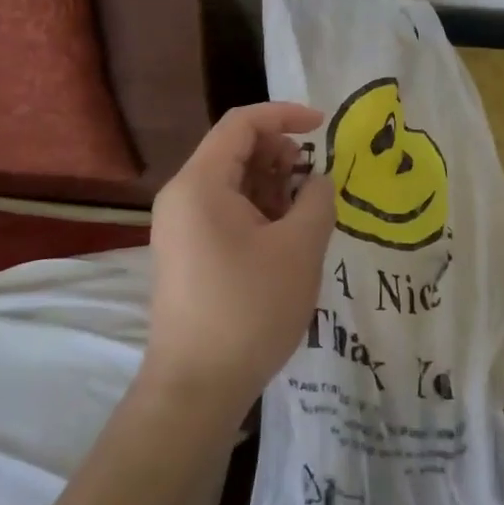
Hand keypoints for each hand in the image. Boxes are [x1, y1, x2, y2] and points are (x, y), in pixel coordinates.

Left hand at [140, 103, 336, 425]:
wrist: (196, 389)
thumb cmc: (249, 309)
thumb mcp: (299, 248)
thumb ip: (317, 200)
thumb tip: (318, 181)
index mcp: (200, 183)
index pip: (242, 123)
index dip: (285, 115)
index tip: (323, 127)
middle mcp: (182, 196)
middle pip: (235, 150)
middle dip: (281, 153)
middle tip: (315, 180)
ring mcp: (180, 227)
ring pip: (232, 183)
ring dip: (272, 185)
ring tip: (306, 213)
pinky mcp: (186, 253)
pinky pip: (224, 211)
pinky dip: (258, 210)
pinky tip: (286, 236)